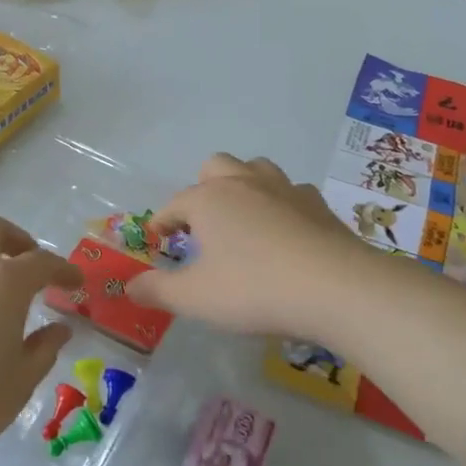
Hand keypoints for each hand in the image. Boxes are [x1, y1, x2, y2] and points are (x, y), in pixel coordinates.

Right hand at [126, 154, 374, 341]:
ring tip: (242, 217)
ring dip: (244, 185)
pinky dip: (281, 204)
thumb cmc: (254, 289)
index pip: (175, 204)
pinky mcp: (318, 205)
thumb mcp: (195, 298)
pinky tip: (285, 230)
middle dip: (203, 188)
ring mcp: (285, 189)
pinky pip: (292, 192)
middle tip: (203, 223)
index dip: (163, 220)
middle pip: (216, 167)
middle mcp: (244, 184)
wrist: (335, 288)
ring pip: (256, 169)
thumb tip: (130, 287)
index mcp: (209, 200)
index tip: (158, 237)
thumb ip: (158, 290)